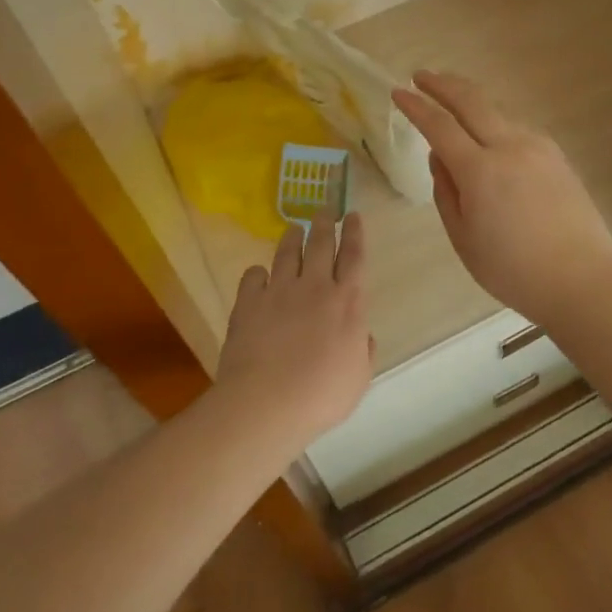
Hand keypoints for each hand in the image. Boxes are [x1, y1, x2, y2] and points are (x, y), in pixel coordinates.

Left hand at [215, 213, 373, 449]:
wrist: (266, 402)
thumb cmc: (321, 395)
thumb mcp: (358, 378)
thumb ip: (363, 350)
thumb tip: (361, 334)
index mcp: (347, 302)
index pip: (354, 257)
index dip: (355, 234)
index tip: (353, 216)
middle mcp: (314, 287)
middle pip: (320, 244)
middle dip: (324, 223)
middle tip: (324, 209)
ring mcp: (279, 291)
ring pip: (287, 253)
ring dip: (292, 238)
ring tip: (294, 228)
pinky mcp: (248, 302)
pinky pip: (253, 276)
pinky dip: (257, 273)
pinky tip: (258, 275)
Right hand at [393, 71, 611, 325]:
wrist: (580, 280)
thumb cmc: (512, 270)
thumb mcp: (463, 238)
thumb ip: (445, 191)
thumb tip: (439, 157)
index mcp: (480, 170)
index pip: (439, 125)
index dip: (416, 106)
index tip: (398, 92)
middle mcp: (509, 147)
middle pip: (471, 101)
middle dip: (442, 84)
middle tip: (422, 75)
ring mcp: (538, 148)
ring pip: (497, 112)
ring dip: (470, 102)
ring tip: (452, 103)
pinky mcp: (557, 156)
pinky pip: (517, 129)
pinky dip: (495, 123)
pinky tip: (489, 135)